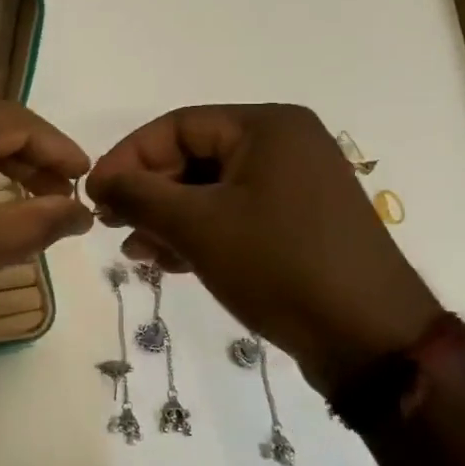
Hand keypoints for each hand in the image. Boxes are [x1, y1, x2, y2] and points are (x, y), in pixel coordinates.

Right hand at [86, 104, 438, 392]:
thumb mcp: (198, 226)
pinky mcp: (299, 224)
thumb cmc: (278, 265)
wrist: (370, 339)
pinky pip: (235, 215)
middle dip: (149, 193)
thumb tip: (99, 180)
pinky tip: (171, 263)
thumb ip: (139, 195)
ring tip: (137, 254)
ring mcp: (296, 186)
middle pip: (193, 157)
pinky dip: (200, 234)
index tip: (94, 195)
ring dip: (168, 219)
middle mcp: (285, 145)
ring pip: (211, 190)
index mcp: (267, 127)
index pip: (176, 126)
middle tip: (113, 226)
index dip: (128, 158)